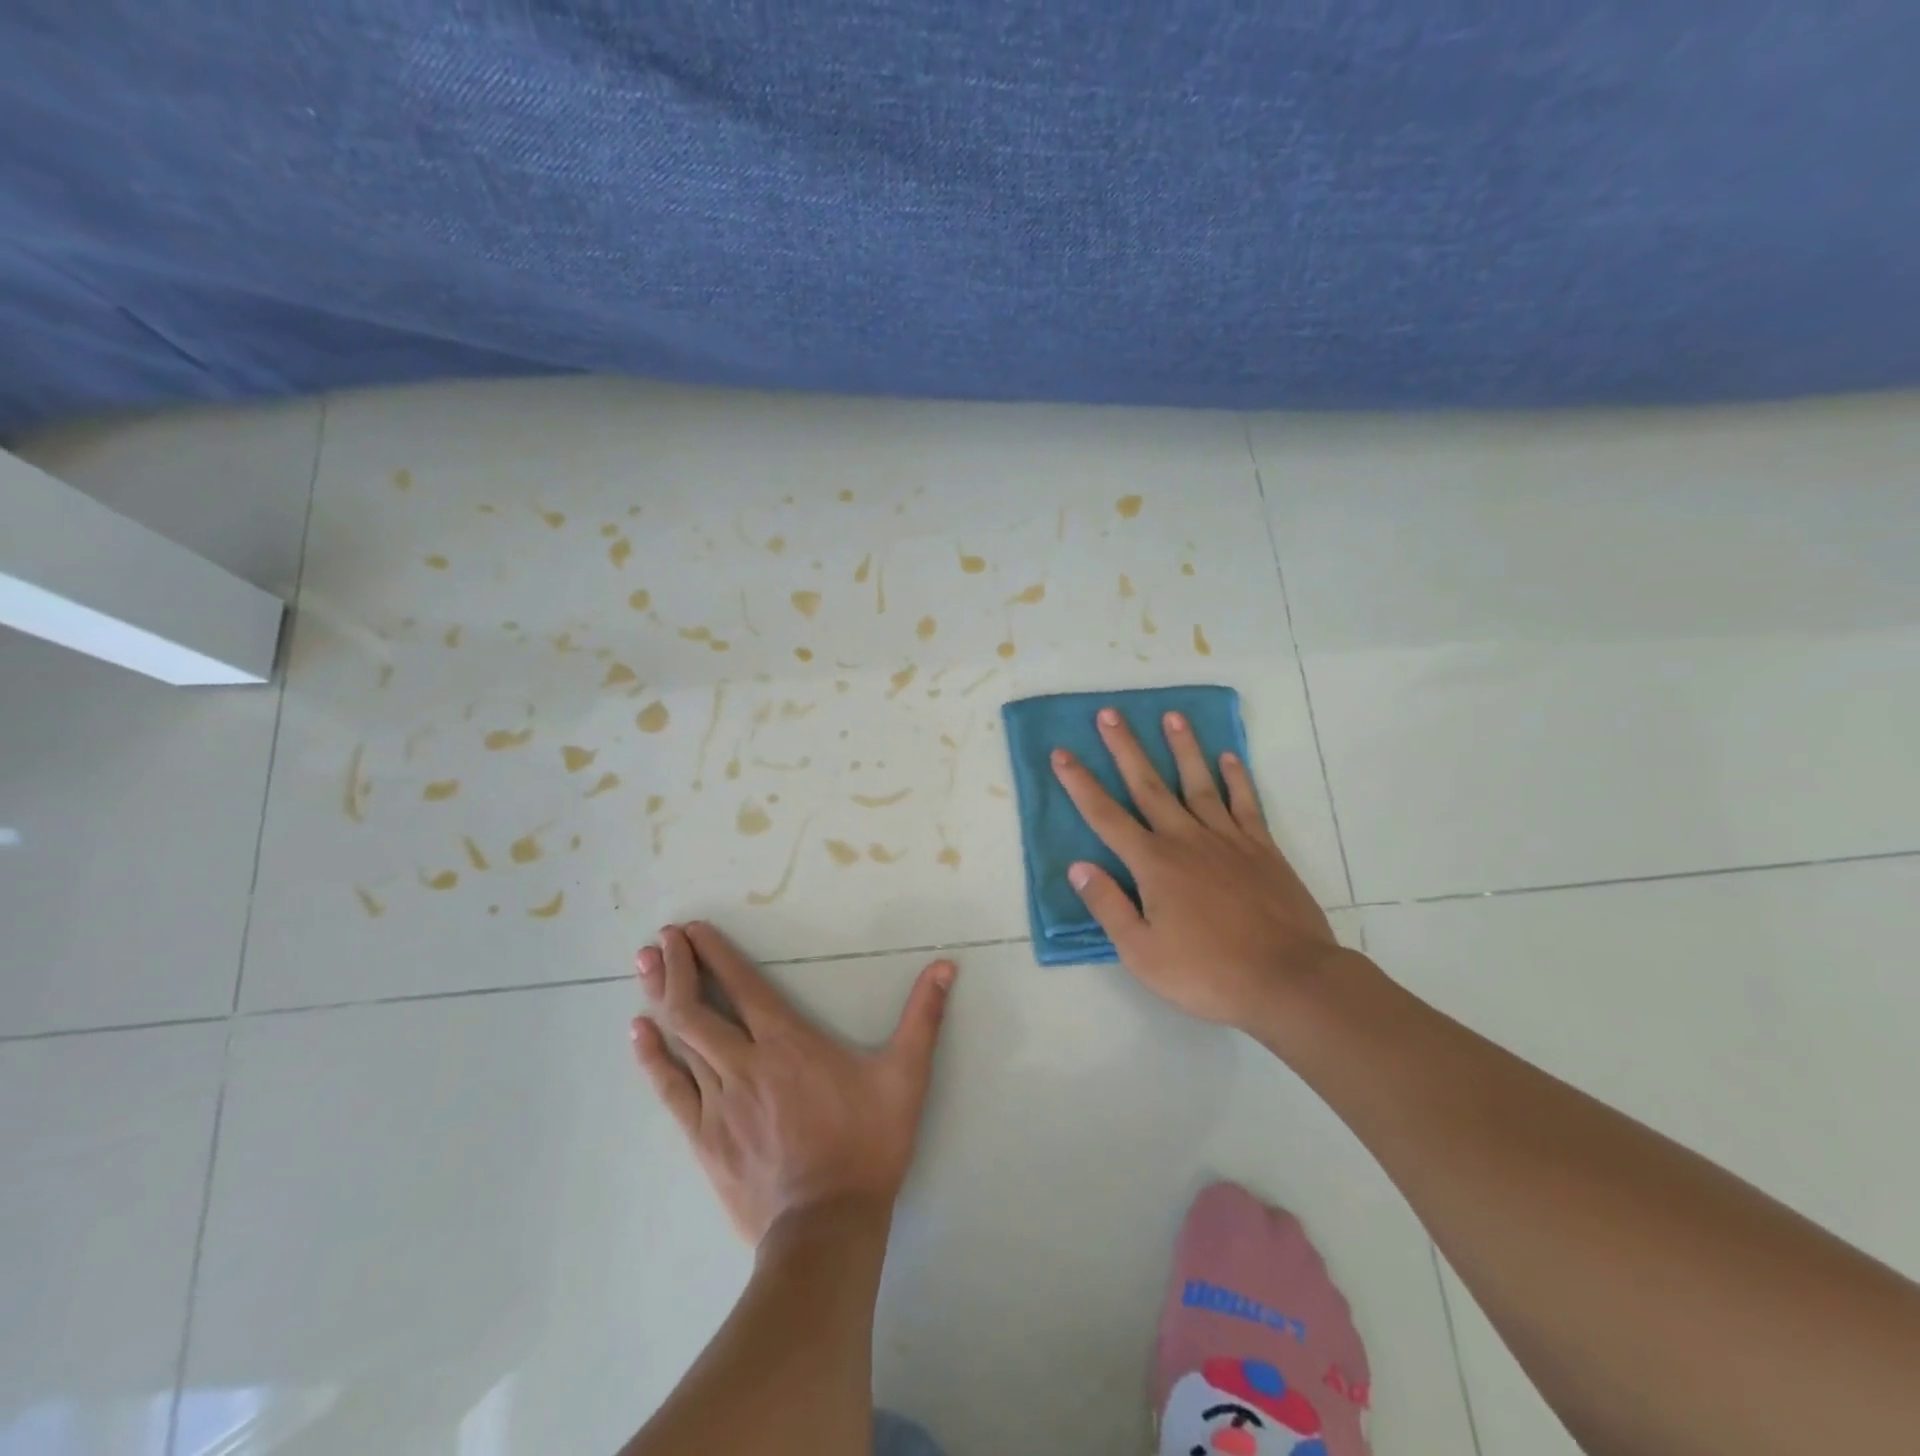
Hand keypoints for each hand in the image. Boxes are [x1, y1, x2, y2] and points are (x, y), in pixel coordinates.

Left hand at [630, 921, 955, 1244]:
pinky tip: (637, 1034)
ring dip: (660, 998)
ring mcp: (718, 1101)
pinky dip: (651, 1057)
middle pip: (698, 1006)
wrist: (826, 1228)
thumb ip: (923, 1018)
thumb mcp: (906, 1076)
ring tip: (642, 965)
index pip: (744, 985)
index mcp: (788, 1042)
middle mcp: (745, 1062)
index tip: (692, 928)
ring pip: (680, 1039)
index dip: (715, 953)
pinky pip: (670, 1088)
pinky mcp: (703, 1136)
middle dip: (677, 966)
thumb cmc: (867, 1145)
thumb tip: (945, 967)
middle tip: (659, 938)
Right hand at [1051, 707, 1345, 1031]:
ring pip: (1198, 783)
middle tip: (1110, 713)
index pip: (1106, 816)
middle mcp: (1186, 839)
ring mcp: (1228, 839)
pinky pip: (1245, 803)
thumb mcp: (1142, 953)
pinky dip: (1236, 777)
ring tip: (1171, 716)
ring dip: (1182, 748)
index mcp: (1153, 864)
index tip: (1062, 753)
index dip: (1080, 784)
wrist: (1289, 980)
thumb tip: (1078, 867)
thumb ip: (1108, 906)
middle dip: (1125, 748)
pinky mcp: (1262, 848)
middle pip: (1149, 785)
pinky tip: (1228, 757)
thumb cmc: (1208, 973)